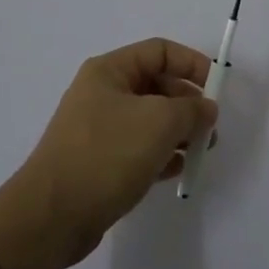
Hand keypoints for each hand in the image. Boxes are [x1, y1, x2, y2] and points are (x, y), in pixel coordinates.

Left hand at [16, 39, 218, 267]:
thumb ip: (191, 109)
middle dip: (187, 103)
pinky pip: (138, 148)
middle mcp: (102, 93)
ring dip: (178, 131)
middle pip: (156, 85)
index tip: (217, 88)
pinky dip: (160, 154)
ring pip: (149, 119)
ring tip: (201, 152)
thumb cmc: (107, 154)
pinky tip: (177, 170)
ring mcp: (98, 129)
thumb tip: (206, 108)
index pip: (159, 51)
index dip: (191, 63)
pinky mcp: (98, 162)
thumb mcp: (159, 122)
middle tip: (211, 127)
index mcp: (110, 70)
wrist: (51, 217)